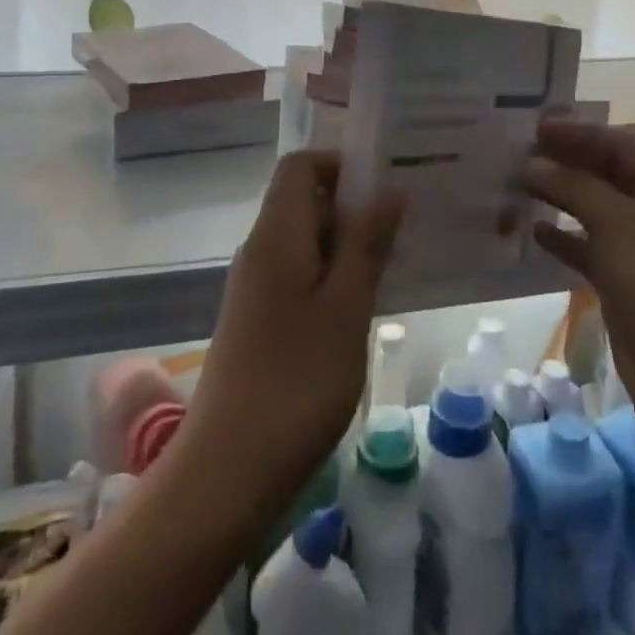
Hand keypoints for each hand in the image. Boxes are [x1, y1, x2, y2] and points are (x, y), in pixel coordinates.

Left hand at [181, 150, 404, 522]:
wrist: (228, 471)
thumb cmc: (297, 380)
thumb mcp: (346, 306)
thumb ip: (367, 243)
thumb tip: (389, 189)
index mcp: (277, 235)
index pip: (300, 165)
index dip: (342, 163)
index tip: (387, 184)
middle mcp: (260, 250)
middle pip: (304, 200)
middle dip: (354, 205)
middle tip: (405, 226)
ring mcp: (256, 288)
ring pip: (306, 241)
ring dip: (348, 244)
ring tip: (394, 264)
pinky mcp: (259, 321)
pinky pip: (300, 276)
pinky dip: (333, 276)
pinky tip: (364, 305)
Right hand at [522, 121, 634, 471]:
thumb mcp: (619, 224)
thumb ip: (574, 187)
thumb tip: (530, 162)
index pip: (619, 146)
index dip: (579, 133)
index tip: (536, 126)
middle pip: (605, 176)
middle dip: (565, 161)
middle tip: (519, 152)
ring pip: (593, 213)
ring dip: (559, 198)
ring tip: (518, 185)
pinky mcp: (623, 287)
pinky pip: (587, 252)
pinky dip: (562, 240)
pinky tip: (533, 231)